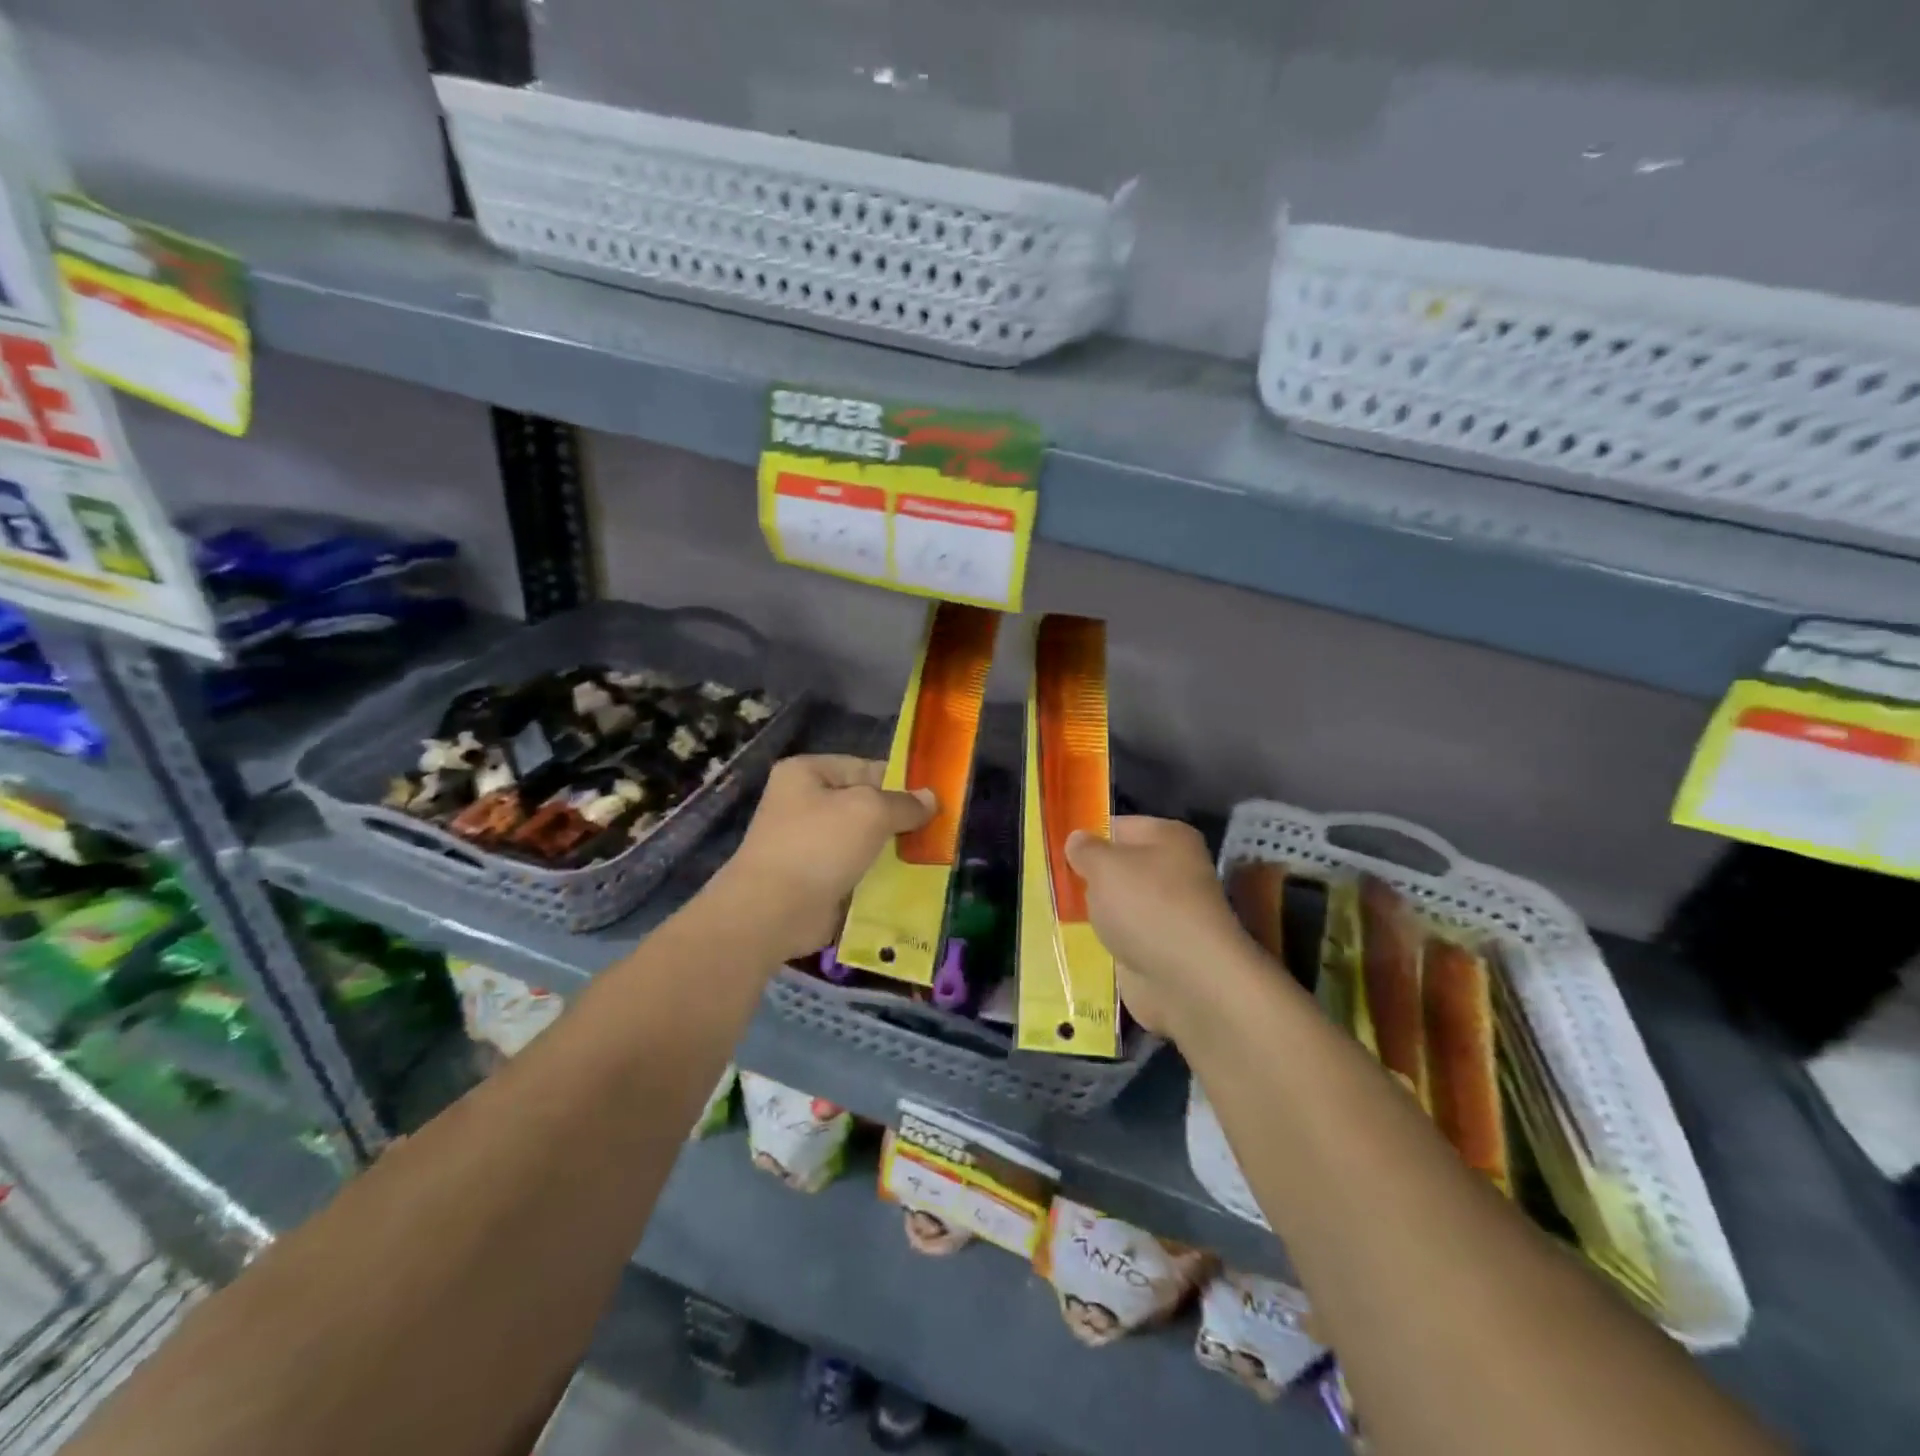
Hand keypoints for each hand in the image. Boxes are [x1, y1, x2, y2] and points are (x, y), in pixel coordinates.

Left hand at [716, 755, 934, 961]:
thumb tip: (932, 799)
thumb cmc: (819, 845)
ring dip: (890, 852)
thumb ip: (904, 803)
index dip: (902, 783)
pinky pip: (854, 870)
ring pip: (862, 841)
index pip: (867, 768)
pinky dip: (876, 877)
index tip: (935, 802)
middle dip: (898, 821)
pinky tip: (906, 885)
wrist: (772, 911)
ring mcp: (806, 843)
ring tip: (928, 860)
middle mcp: (803, 803)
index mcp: (808, 772)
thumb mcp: (870, 812)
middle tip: (936, 834)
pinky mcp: (813, 879)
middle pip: (865, 805)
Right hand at [1065, 817, 1251, 1038]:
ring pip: (1119, 904)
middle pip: (1119, 867)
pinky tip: (1078, 943)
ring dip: (1095, 912)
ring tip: (1059, 913)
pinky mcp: (1160, 950)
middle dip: (1088, 877)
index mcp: (1168, 838)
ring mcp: (1168, 913)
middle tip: (1053, 884)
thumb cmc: (1146, 906)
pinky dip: (1105, 942)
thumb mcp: (1104, 866)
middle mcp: (1173, 871)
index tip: (1056, 852)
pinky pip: (1123, 937)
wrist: (1188, 981)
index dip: (1087, 837)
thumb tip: (1077, 839)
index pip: (1118, 826)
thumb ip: (1085, 849)